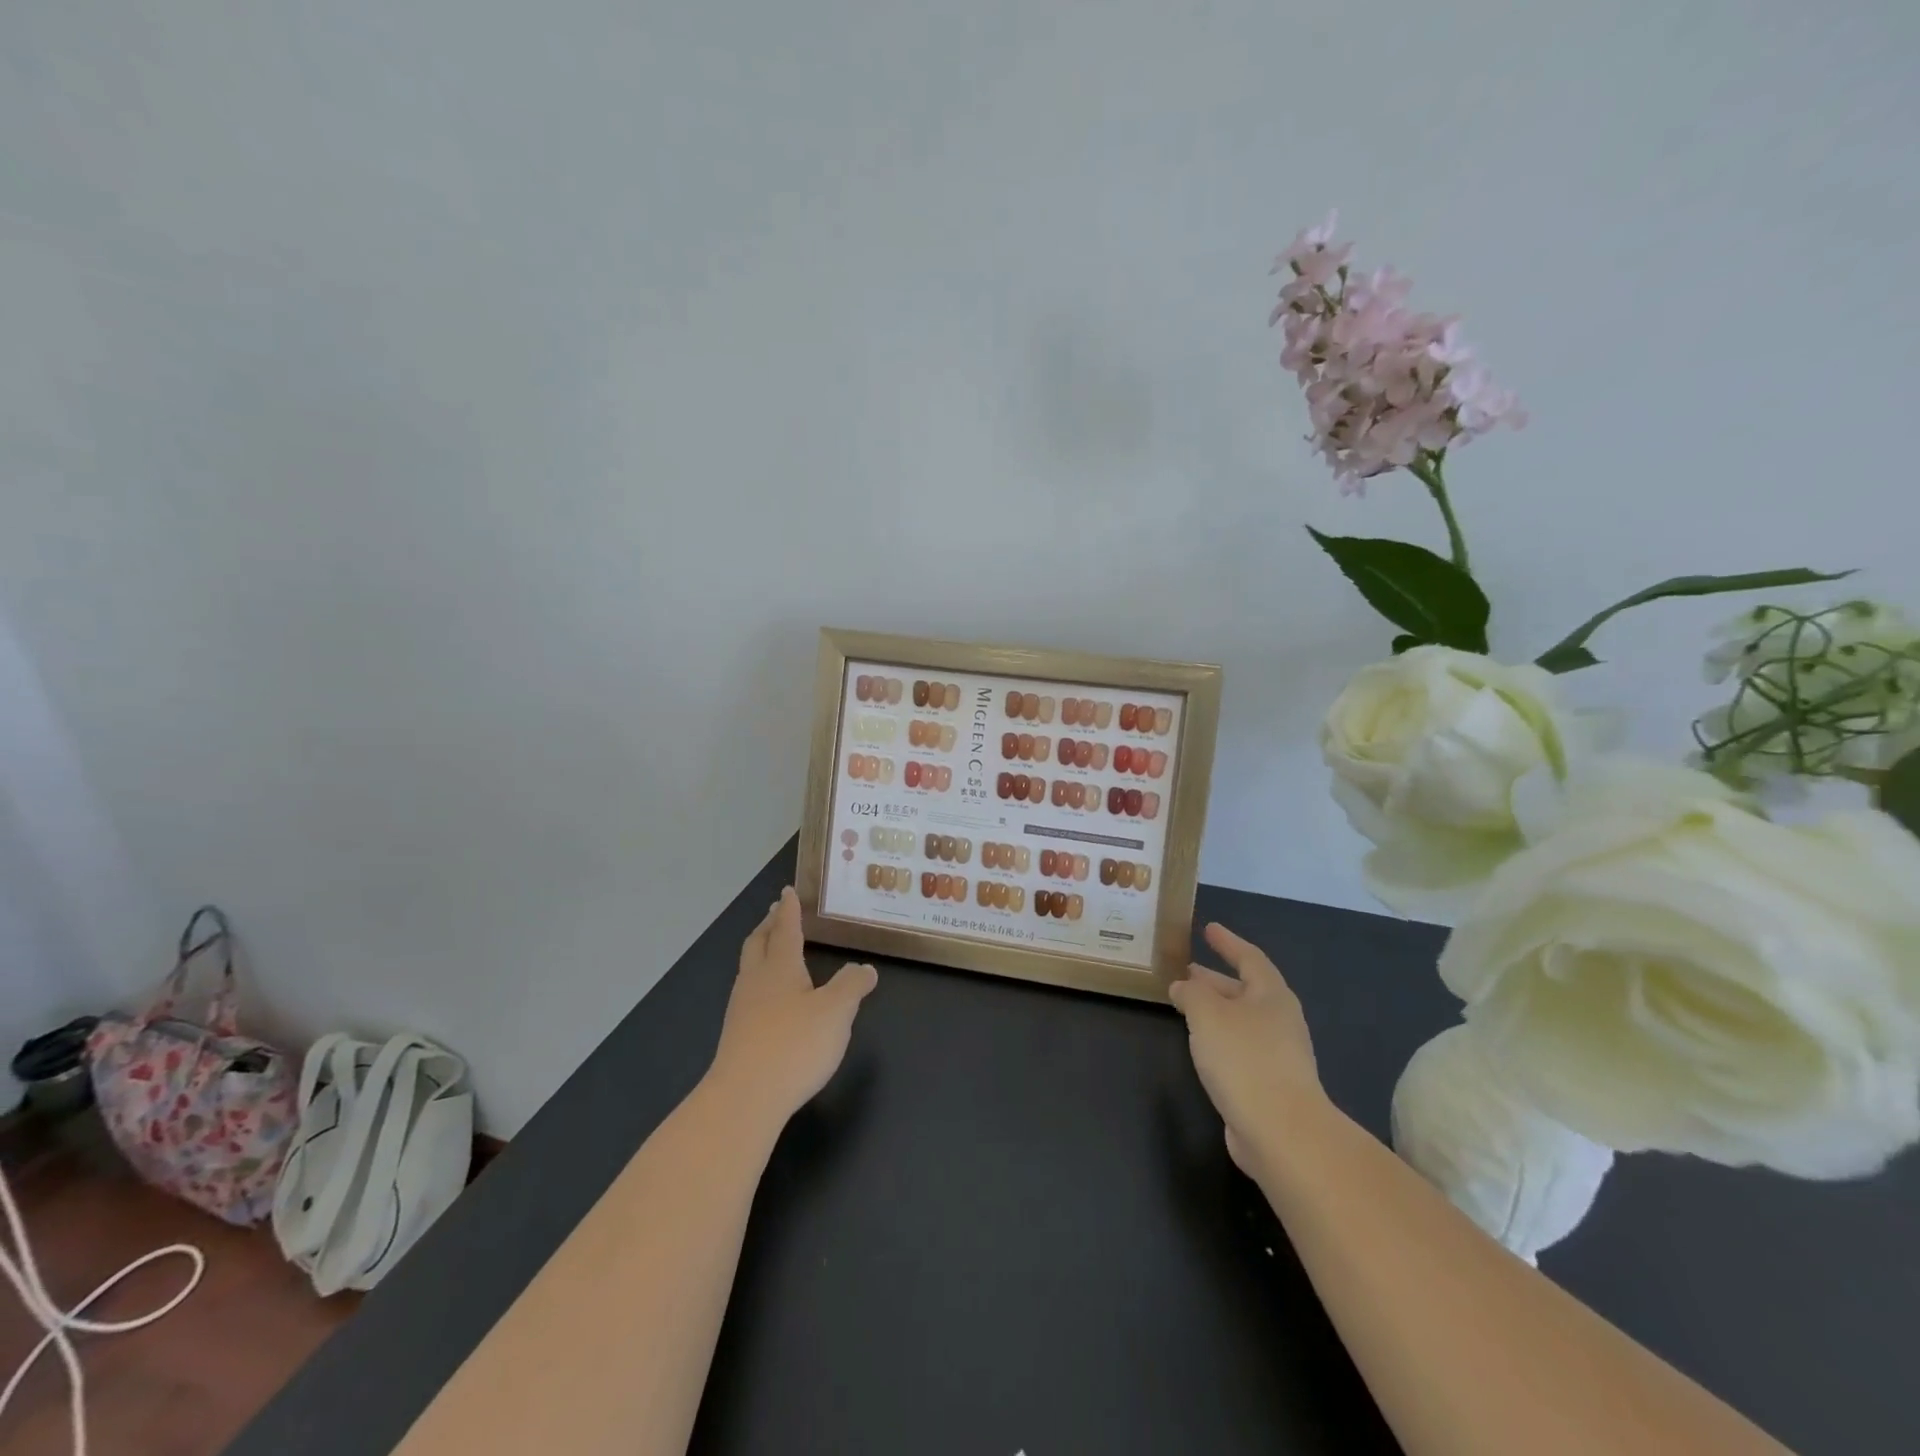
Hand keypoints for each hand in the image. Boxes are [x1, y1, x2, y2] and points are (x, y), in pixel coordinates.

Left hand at [707, 886, 877, 1127]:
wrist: (744, 1098)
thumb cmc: (794, 1045)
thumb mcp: (836, 1012)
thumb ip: (852, 985)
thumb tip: (865, 967)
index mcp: (780, 967)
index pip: (786, 929)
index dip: (789, 910)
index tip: (787, 891)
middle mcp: (756, 981)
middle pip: (758, 944)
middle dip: (768, 926)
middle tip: (776, 913)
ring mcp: (742, 1010)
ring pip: (750, 969)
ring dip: (761, 952)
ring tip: (774, 951)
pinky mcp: (737, 1037)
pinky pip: (749, 995)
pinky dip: (761, 982)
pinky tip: (771, 1000)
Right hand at [1170, 922, 1325, 1179]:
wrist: (1281, 1132)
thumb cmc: (1244, 1059)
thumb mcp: (1208, 1014)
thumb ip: (1192, 993)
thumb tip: (1183, 986)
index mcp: (1272, 995)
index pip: (1249, 957)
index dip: (1227, 942)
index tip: (1208, 929)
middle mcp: (1279, 1020)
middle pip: (1245, 990)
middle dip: (1215, 980)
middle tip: (1187, 971)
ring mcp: (1278, 1055)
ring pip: (1240, 1021)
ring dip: (1214, 1010)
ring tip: (1184, 1005)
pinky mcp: (1269, 1085)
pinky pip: (1239, 1048)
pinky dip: (1218, 1038)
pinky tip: (1199, 1046)